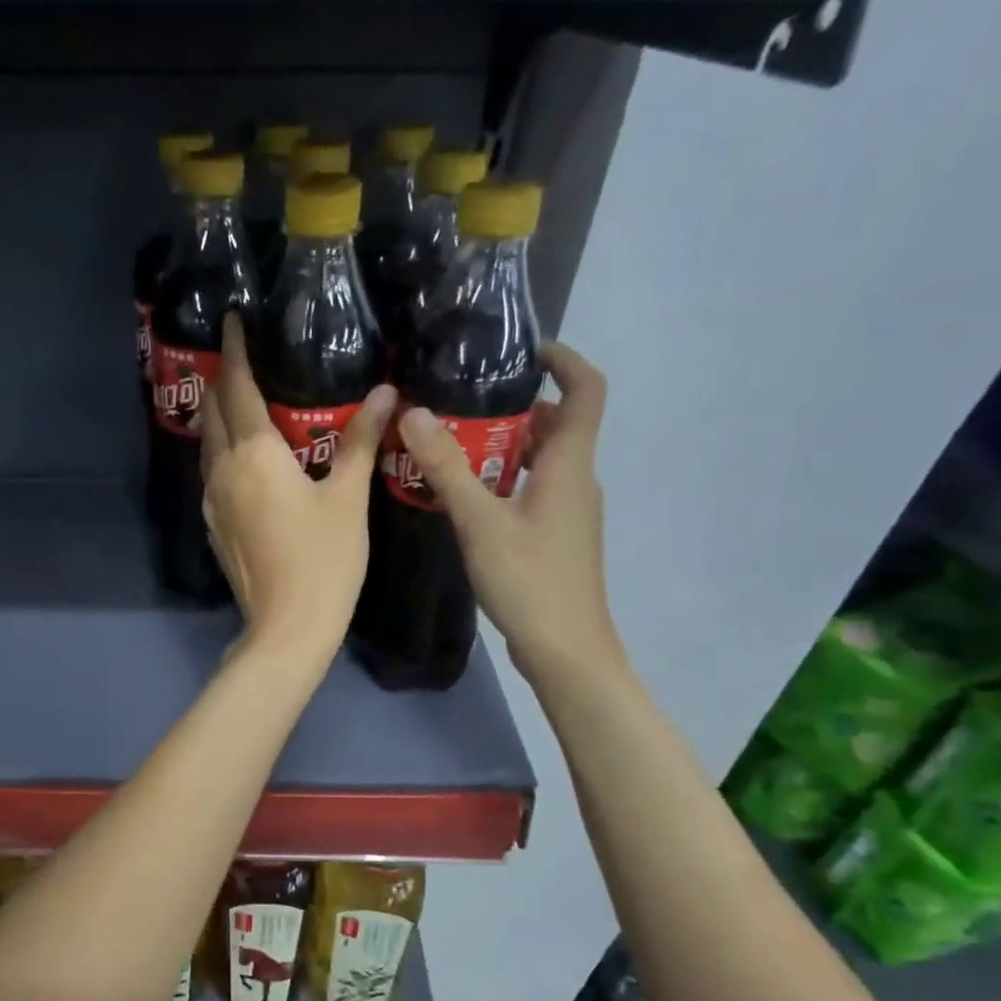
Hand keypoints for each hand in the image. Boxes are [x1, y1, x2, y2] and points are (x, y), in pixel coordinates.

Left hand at [201, 314, 396, 666]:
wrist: (287, 626)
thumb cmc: (324, 559)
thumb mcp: (347, 497)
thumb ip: (361, 441)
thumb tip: (387, 394)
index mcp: (254, 453)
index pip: (239, 387)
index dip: (235, 350)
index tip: (232, 320)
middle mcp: (223, 469)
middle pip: (215, 410)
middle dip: (224, 378)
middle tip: (241, 355)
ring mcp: (212, 499)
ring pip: (208, 442)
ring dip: (220, 415)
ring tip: (241, 398)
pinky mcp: (213, 524)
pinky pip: (212, 471)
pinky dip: (223, 449)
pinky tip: (244, 456)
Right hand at [395, 342, 617, 684]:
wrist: (566, 650)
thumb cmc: (529, 580)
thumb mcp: (479, 521)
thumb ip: (447, 467)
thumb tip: (414, 412)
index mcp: (569, 464)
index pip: (586, 390)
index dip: (563, 360)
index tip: (521, 349)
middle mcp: (576, 479)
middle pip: (557, 423)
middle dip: (514, 404)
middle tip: (461, 399)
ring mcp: (569, 510)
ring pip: (540, 458)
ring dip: (504, 443)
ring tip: (451, 440)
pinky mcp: (556, 535)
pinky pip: (532, 487)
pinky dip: (503, 476)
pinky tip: (463, 493)